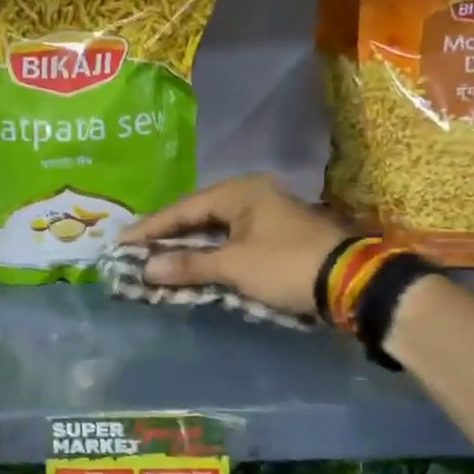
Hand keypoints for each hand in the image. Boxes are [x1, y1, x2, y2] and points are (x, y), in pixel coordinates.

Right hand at [121, 175, 351, 316]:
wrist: (352, 281)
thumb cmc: (286, 265)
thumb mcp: (233, 266)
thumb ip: (188, 265)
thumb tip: (146, 269)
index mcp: (238, 191)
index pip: (182, 209)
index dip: (150, 228)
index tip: (122, 241)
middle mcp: (250, 195)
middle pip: (197, 215)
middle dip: (166, 235)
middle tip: (135, 249)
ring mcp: (266, 214)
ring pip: (214, 228)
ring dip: (188, 245)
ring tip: (158, 257)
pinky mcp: (276, 235)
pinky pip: (230, 239)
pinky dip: (210, 252)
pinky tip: (194, 263)